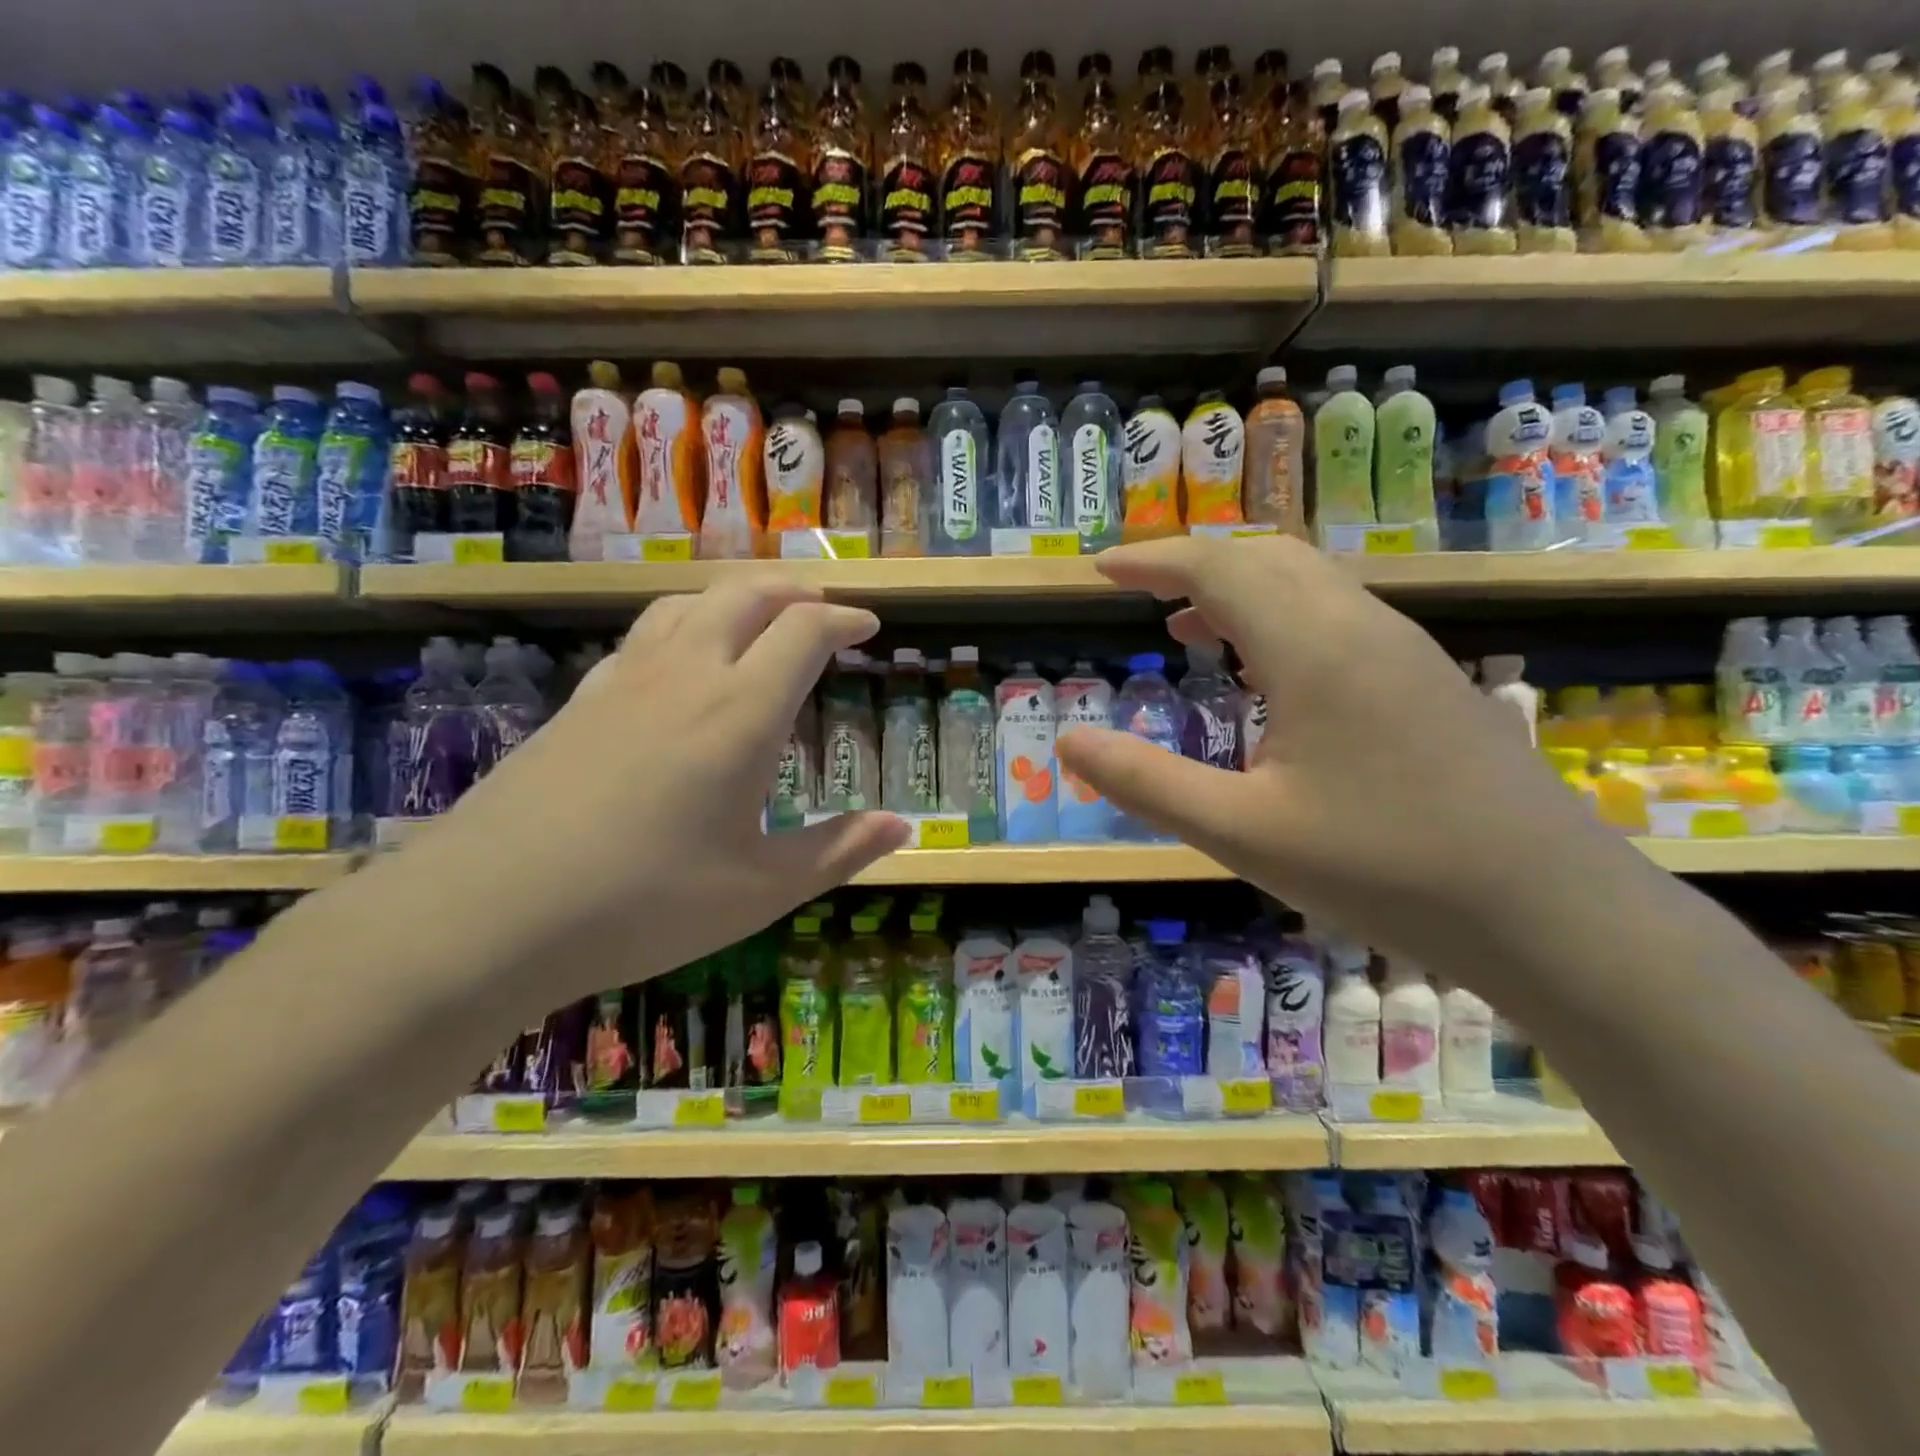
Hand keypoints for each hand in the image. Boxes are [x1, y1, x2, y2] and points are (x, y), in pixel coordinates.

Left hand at [399, 581, 911, 1001]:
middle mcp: (686, 675)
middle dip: (794, 590)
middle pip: (746, 594)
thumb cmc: (644, 904)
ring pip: (689, 602)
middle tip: (823, 607)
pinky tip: (683, 661)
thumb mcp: (760, 890)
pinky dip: (686, 623)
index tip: (868, 625)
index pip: (804, 632)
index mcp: (741, 713)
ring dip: (738, 597)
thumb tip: (903, 825)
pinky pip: (646, 633)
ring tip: (761, 617)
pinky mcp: (580, 700)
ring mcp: (625, 681)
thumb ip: (838, 851)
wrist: (489, 912)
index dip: (843, 619)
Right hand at [1057, 535, 1638, 962]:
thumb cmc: (1384, 868)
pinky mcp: (1428, 681)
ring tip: (1189, 627)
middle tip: (1139, 591)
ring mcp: (1405, 650)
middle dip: (1194, 563)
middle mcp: (1361, 626)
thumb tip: (1068, 742)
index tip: (1101, 569)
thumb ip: (1146, 784)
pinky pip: (1337, 615)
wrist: (1553, 911)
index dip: (1152, 559)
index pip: (1217, 567)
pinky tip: (1268, 675)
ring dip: (1240, 588)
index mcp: (1312, 647)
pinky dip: (1280, 617)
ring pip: (1308, 582)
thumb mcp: (1241, 833)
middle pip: (1266, 557)